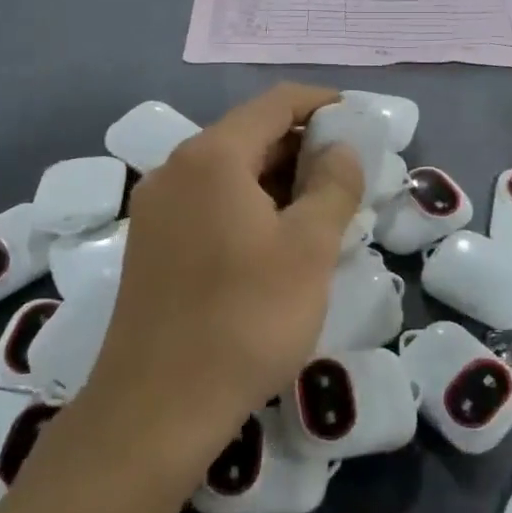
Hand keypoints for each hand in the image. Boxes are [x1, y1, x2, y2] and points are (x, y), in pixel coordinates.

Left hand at [79, 83, 363, 477]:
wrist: (156, 409)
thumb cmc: (245, 319)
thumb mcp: (309, 249)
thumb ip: (334, 186)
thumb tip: (342, 149)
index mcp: (212, 156)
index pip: (276, 103)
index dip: (322, 104)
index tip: (359, 122)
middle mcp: (176, 169)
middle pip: (250, 134)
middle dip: (303, 146)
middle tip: (350, 174)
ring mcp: (157, 208)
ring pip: (230, 172)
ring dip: (279, 179)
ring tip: (323, 208)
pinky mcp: (152, 244)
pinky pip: (210, 202)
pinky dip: (250, 205)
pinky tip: (278, 240)